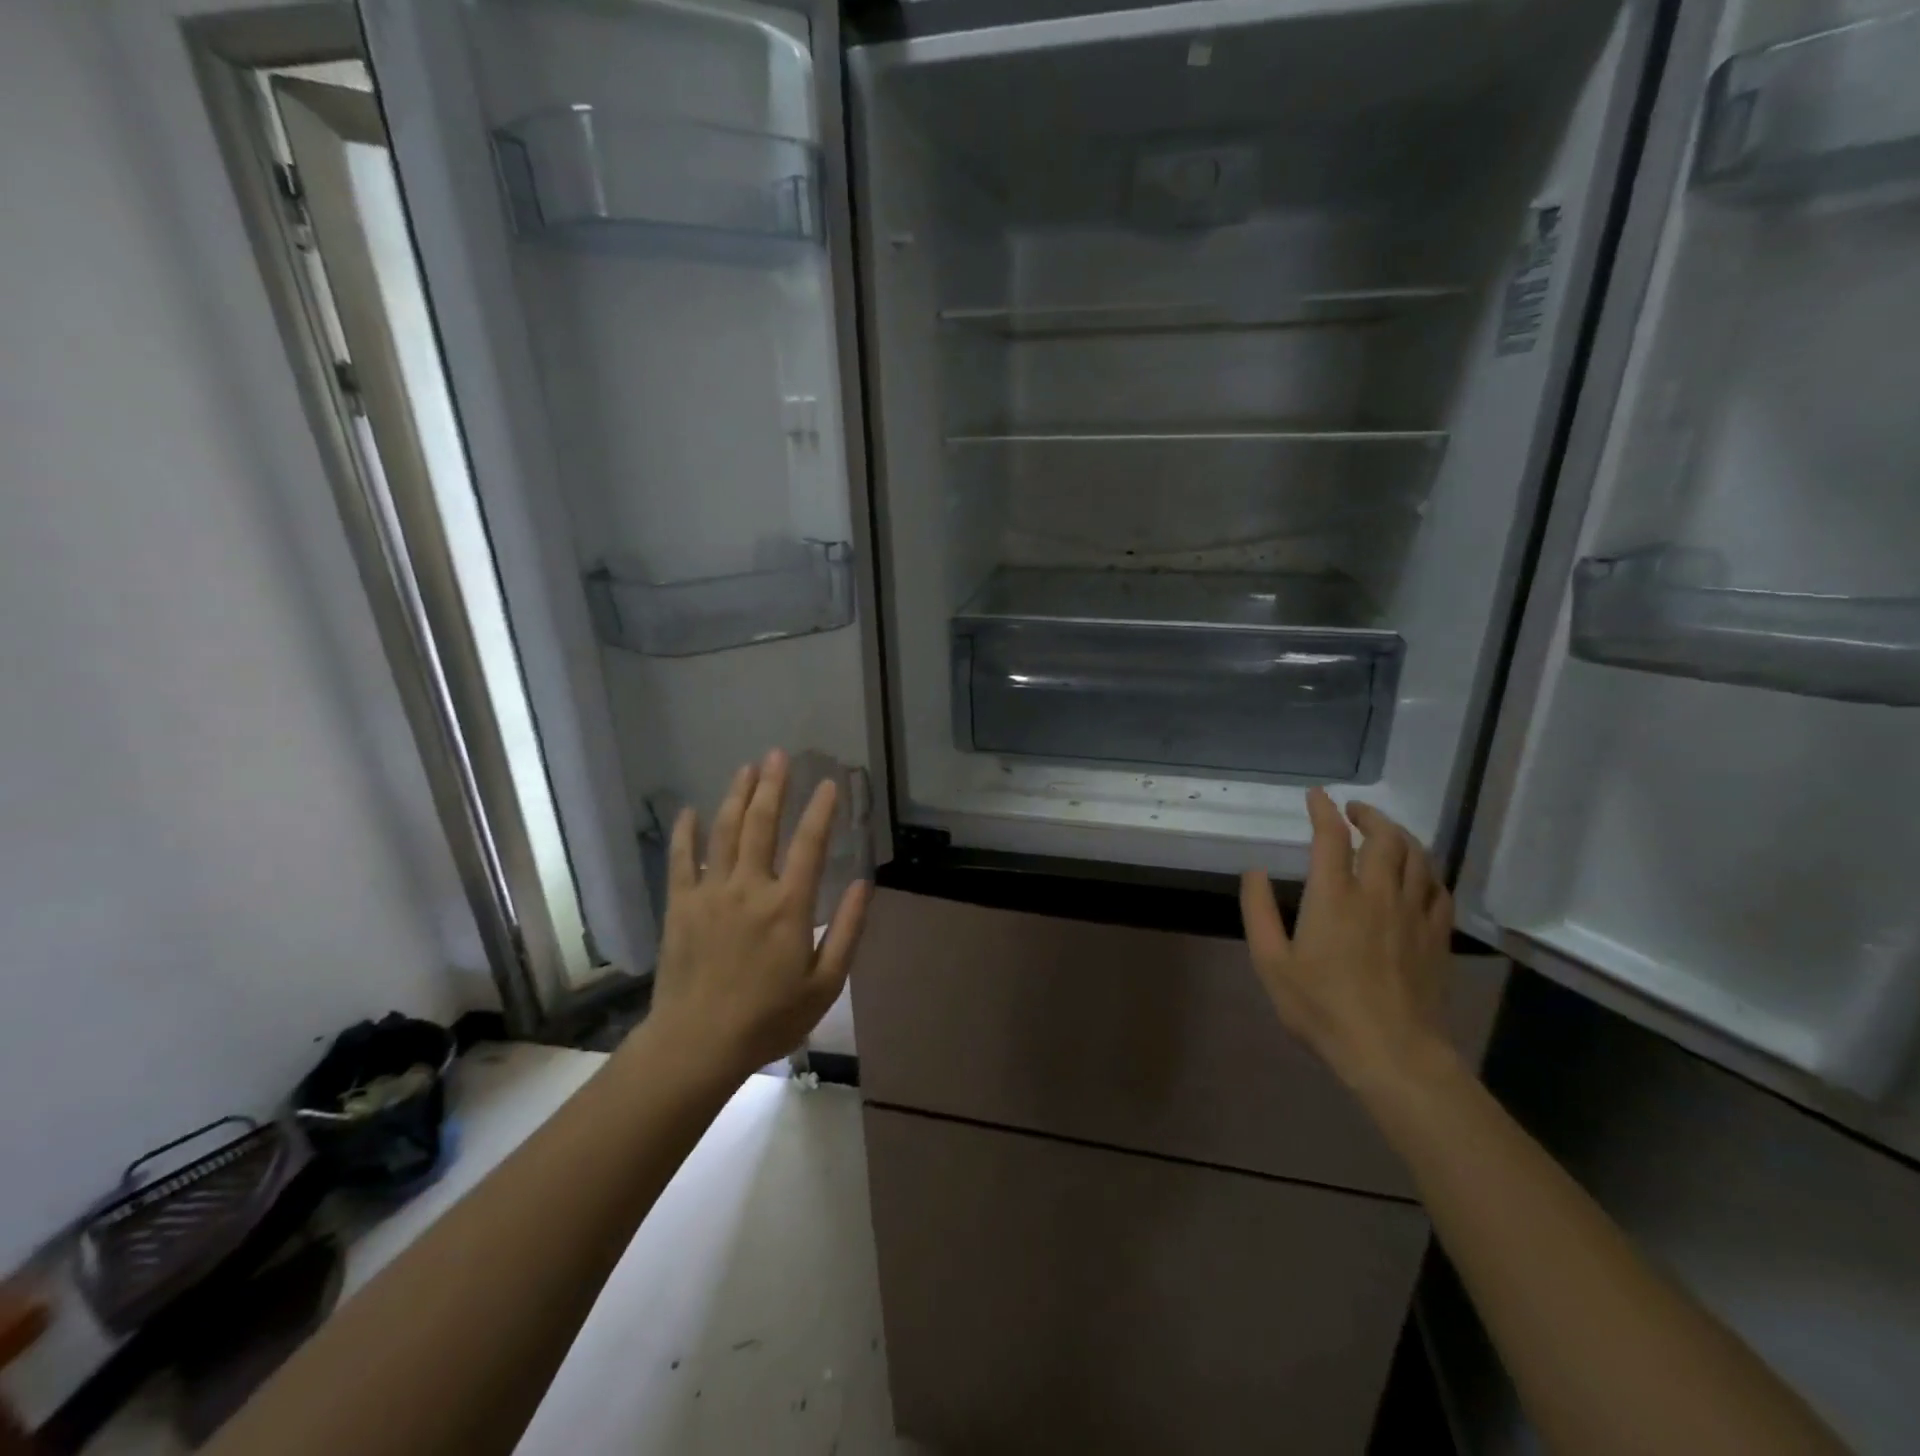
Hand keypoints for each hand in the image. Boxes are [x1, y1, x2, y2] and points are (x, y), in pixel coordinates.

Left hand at [646, 750, 871, 1084]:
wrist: (697, 1044)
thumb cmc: (769, 1018)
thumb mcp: (825, 984)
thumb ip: (847, 931)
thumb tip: (865, 884)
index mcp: (789, 906)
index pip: (810, 844)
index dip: (822, 810)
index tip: (830, 783)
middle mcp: (750, 888)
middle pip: (762, 824)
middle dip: (773, 786)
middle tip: (778, 754)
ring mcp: (711, 893)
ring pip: (725, 832)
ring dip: (737, 796)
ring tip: (746, 768)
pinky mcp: (681, 905)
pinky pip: (681, 859)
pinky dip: (686, 832)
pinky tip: (691, 810)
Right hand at [1240, 788, 1457, 1100]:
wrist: (1393, 1054)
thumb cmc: (1323, 1009)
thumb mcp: (1271, 963)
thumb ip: (1258, 912)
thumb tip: (1254, 872)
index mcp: (1334, 897)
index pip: (1332, 837)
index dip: (1323, 810)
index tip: (1316, 796)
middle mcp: (1378, 894)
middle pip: (1384, 837)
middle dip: (1368, 815)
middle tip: (1353, 811)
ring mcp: (1413, 914)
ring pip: (1417, 856)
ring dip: (1400, 835)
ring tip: (1385, 832)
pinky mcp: (1437, 936)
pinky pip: (1438, 888)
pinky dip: (1426, 870)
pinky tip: (1417, 874)